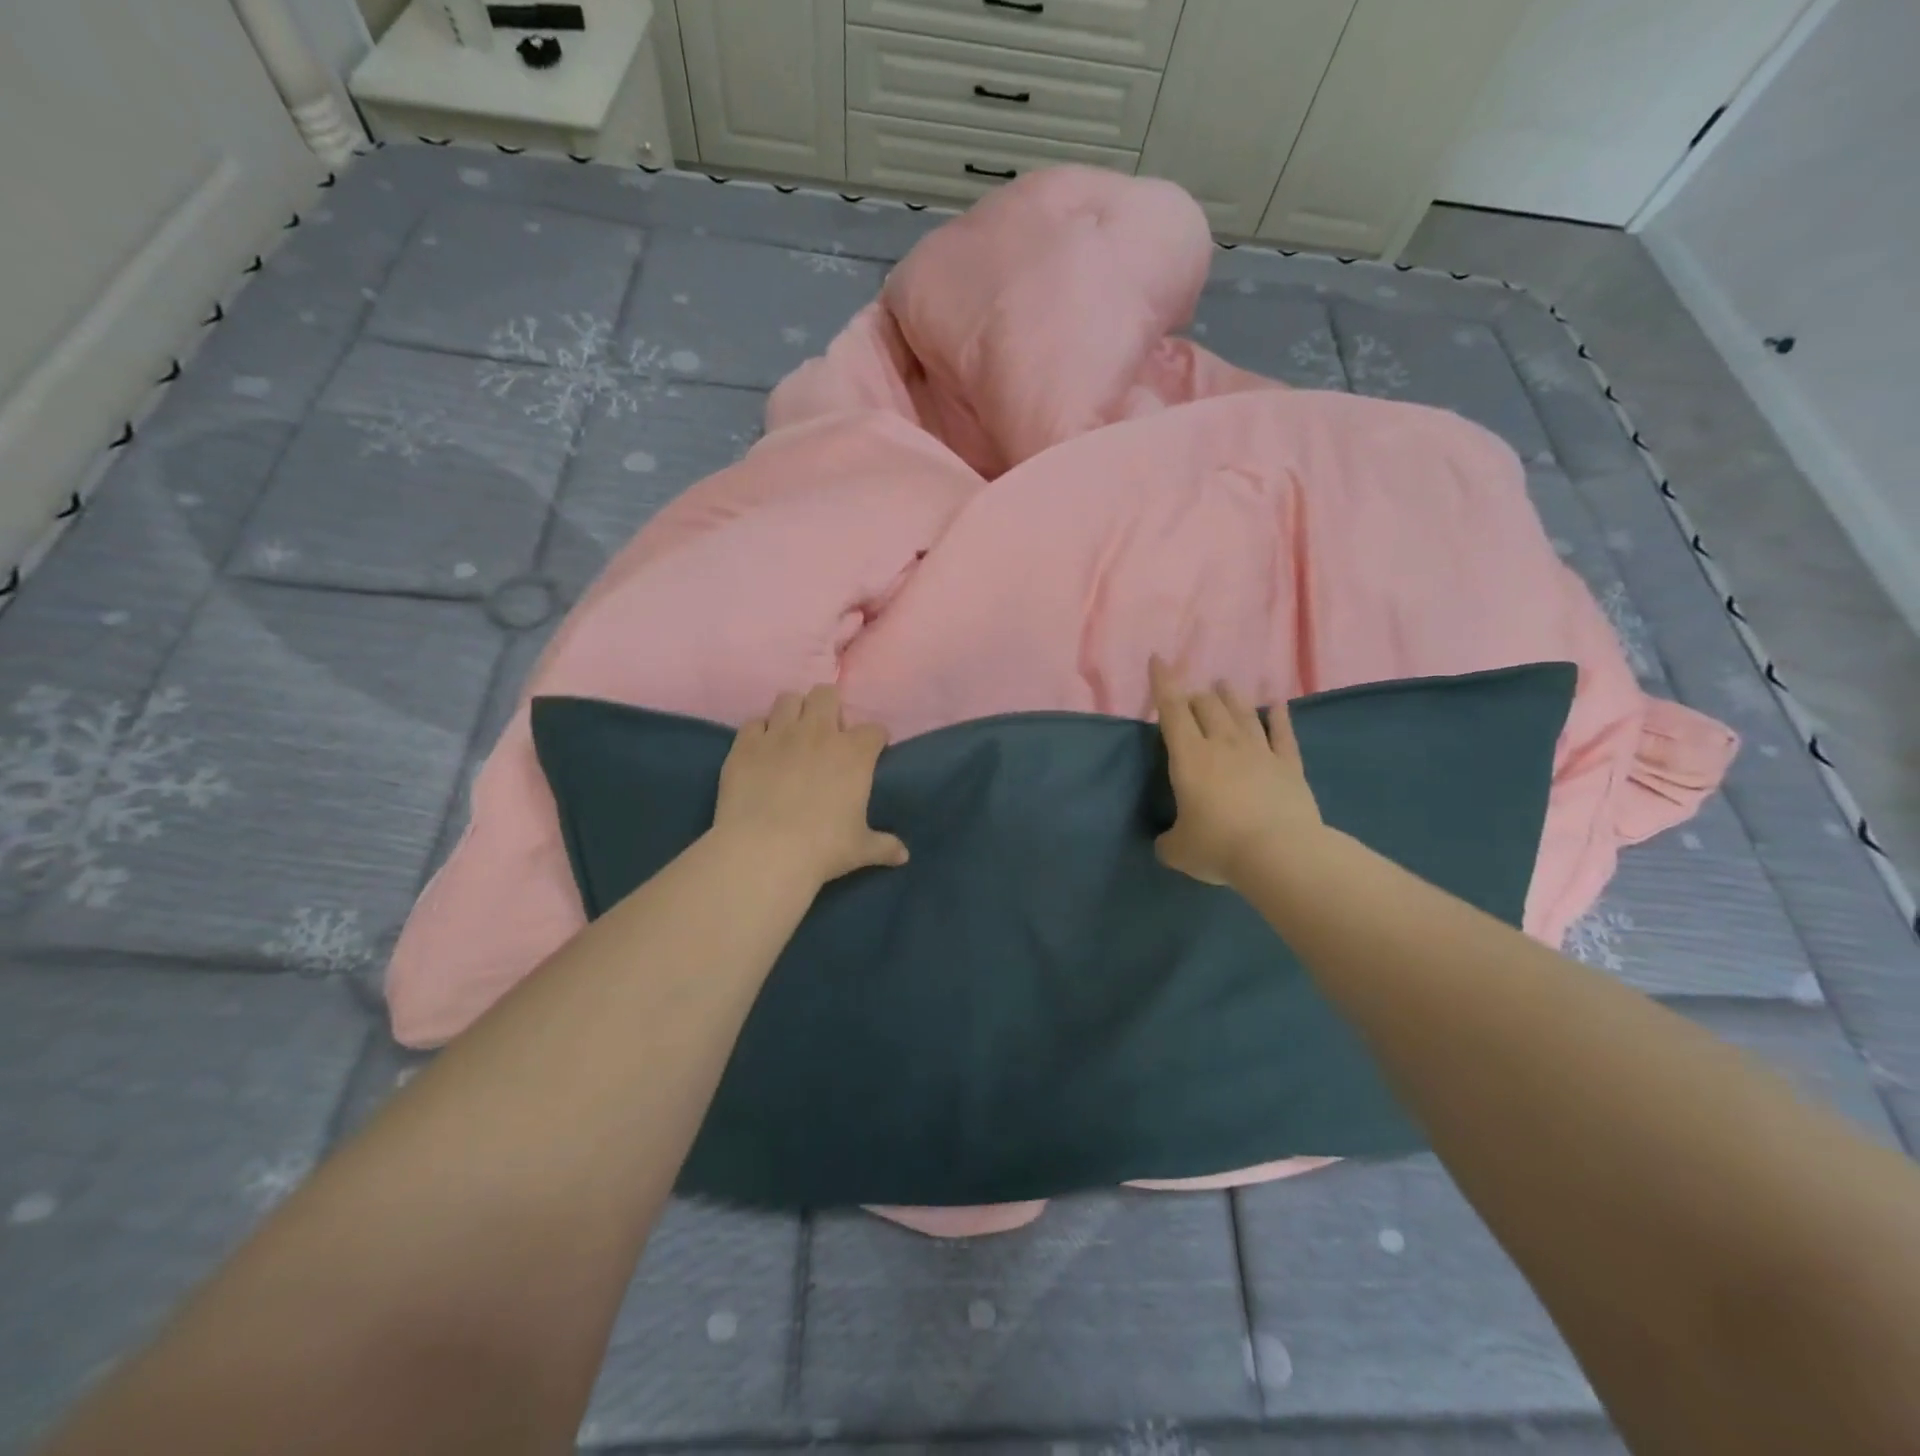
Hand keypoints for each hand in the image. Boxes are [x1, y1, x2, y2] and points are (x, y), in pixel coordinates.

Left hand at [712, 684, 908, 886]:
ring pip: (788, 699)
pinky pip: (754, 722)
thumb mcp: (860, 849)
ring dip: (794, 711)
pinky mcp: (745, 745)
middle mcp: (818, 732)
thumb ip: (884, 846)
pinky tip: (763, 748)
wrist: (764, 852)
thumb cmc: (822, 849)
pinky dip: (761, 731)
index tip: (872, 751)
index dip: (875, 739)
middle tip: (828, 733)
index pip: (874, 730)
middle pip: (827, 695)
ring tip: (794, 733)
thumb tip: (903, 855)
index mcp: (854, 753)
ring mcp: (778, 735)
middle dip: (831, 707)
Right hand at [1150, 656, 1324, 886]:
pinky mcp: (1288, 766)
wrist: (1280, 854)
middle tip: (1190, 697)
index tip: (1159, 659)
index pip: (1172, 711)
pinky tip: (1278, 704)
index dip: (1163, 683)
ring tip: (1223, 685)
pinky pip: (1283, 734)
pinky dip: (1280, 717)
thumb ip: (1169, 841)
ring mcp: (1260, 752)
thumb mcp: (1178, 850)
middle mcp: (1223, 744)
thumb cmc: (1219, 847)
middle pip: (1207, 706)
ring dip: (1230, 697)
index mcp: (1190, 757)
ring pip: (1243, 712)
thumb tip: (1168, 842)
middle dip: (1195, 696)